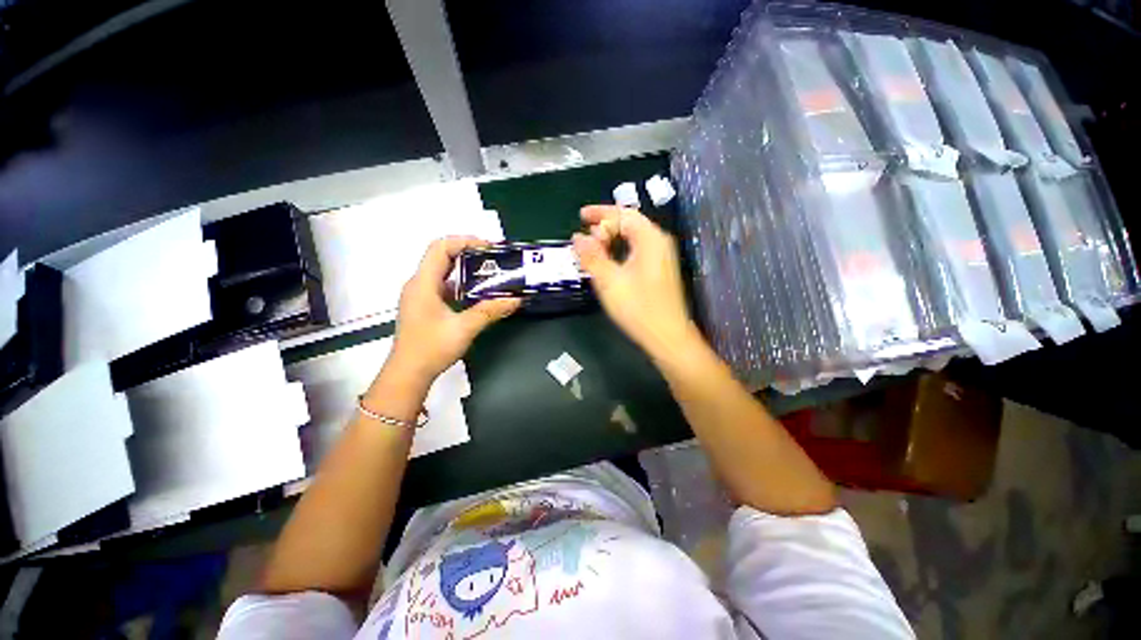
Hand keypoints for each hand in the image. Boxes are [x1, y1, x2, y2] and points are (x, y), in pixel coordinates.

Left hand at [387, 236, 520, 385]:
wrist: (408, 374)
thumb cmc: (431, 348)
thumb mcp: (464, 328)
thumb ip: (490, 311)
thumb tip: (516, 300)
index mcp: (423, 283)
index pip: (440, 248)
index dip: (464, 241)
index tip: (488, 247)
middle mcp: (419, 284)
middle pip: (442, 256)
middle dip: (468, 253)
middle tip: (494, 258)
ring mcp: (420, 296)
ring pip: (443, 272)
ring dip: (466, 269)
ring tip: (490, 273)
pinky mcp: (425, 307)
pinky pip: (444, 286)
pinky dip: (462, 285)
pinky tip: (478, 294)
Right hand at [572, 206, 695, 354]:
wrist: (667, 336)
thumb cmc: (638, 307)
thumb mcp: (609, 281)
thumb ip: (591, 256)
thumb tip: (577, 237)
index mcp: (649, 238)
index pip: (622, 213)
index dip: (600, 213)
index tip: (580, 216)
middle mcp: (658, 242)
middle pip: (629, 223)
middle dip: (605, 226)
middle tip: (585, 238)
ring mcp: (661, 256)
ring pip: (633, 237)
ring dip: (611, 239)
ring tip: (593, 248)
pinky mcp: (659, 270)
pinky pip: (636, 250)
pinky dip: (619, 250)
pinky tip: (608, 262)